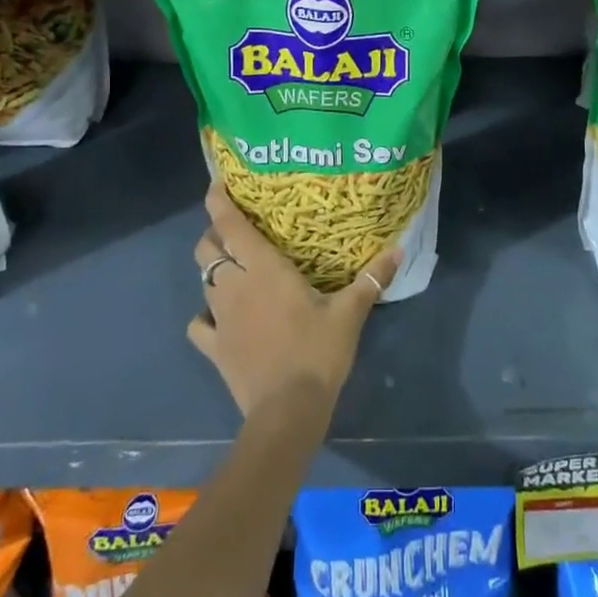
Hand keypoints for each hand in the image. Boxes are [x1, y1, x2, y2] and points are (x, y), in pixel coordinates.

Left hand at [187, 182, 401, 419]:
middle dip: (213, 234)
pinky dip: (204, 316)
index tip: (217, 185)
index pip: (230, 224)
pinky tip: (219, 319)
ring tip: (232, 269)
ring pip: (202, 280)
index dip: (218, 201)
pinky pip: (198, 324)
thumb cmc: (317, 352)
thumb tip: (398, 249)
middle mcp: (234, 285)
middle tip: (234, 231)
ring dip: (212, 269)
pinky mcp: (213, 348)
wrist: (288, 411)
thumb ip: (371, 278)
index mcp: (263, 268)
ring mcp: (219, 318)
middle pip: (207, 248)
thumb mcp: (349, 313)